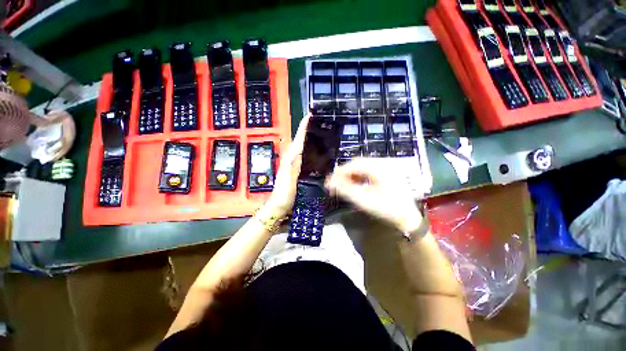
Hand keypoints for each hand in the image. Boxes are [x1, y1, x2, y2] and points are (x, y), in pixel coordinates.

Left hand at [262, 114, 310, 217]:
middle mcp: (289, 160)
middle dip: (304, 129)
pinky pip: (300, 154)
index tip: (308, 117)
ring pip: (298, 146)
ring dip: (304, 137)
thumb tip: (296, 151)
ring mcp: (291, 164)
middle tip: (313, 121)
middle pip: (297, 141)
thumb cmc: (284, 195)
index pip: (297, 141)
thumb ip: (291, 167)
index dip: (302, 129)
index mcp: (289, 160)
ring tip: (313, 130)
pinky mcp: (293, 169)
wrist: (278, 206)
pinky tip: (309, 149)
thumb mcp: (288, 182)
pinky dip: (304, 148)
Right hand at [326, 158, 422, 232]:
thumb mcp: (364, 200)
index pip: (354, 164)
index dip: (340, 172)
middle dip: (344, 173)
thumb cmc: (387, 210)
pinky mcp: (386, 173)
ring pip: (362, 167)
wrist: (408, 218)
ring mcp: (386, 168)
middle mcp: (383, 164)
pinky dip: (358, 177)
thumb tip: (328, 182)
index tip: (329, 182)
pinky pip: (368, 171)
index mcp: (379, 168)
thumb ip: (345, 190)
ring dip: (351, 175)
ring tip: (342, 185)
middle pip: (357, 163)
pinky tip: (354, 184)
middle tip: (334, 184)